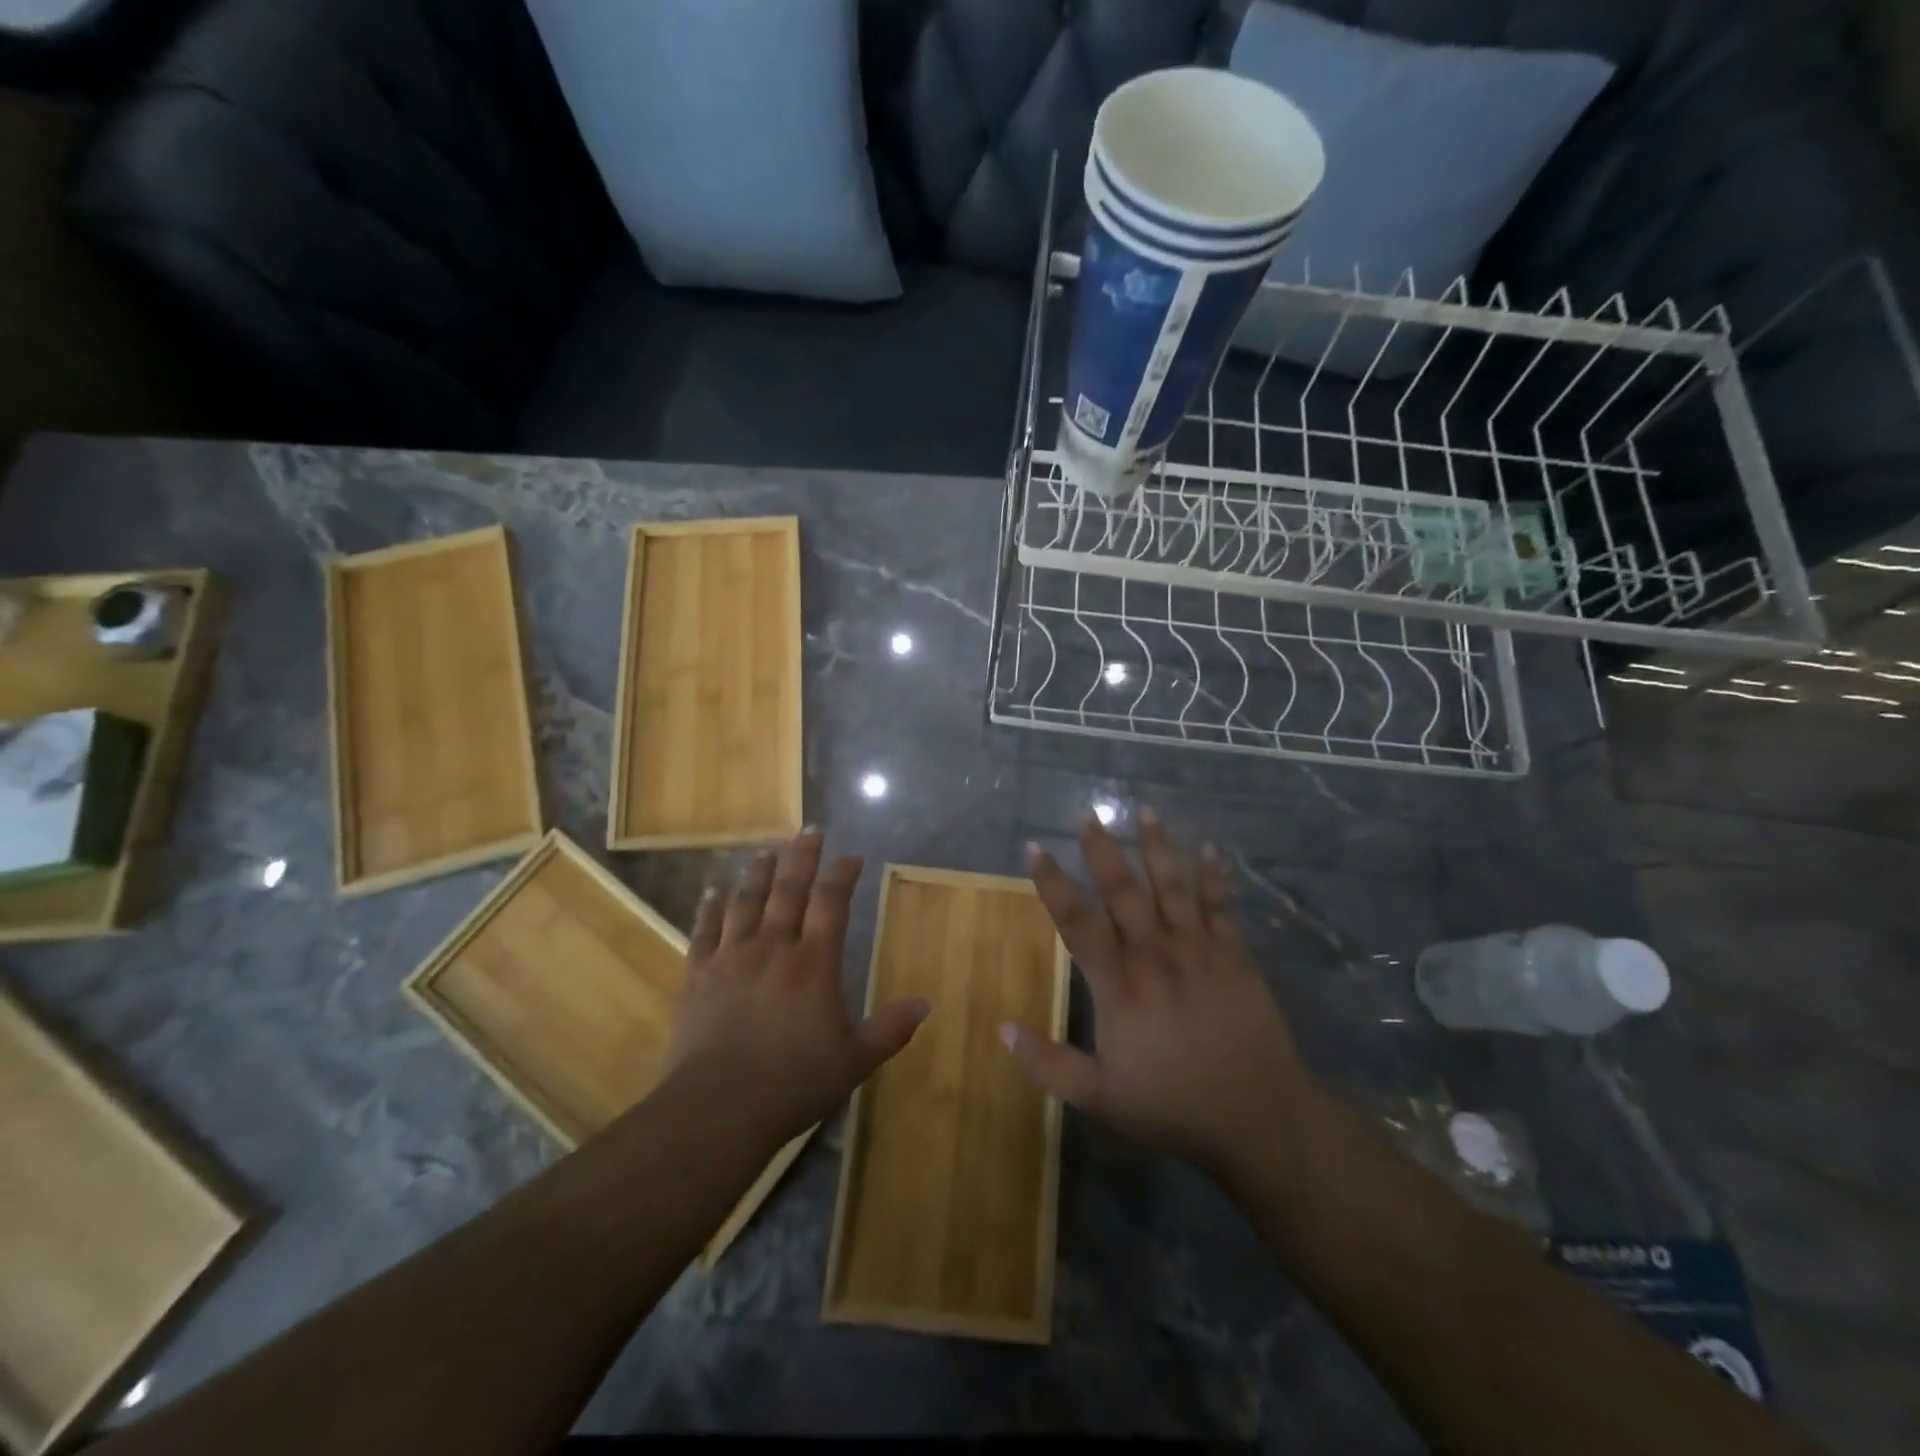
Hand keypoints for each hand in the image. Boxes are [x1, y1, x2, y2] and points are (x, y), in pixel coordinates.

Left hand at [666, 830, 929, 1146]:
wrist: (718, 1108)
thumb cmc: (794, 1083)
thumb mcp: (855, 1060)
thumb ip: (891, 1028)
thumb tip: (925, 1003)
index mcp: (814, 963)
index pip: (832, 903)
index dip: (843, 875)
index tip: (851, 857)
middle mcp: (773, 948)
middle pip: (788, 889)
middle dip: (801, 857)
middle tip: (809, 831)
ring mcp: (731, 958)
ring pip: (746, 901)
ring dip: (758, 872)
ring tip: (767, 851)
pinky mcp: (698, 975)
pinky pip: (704, 931)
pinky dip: (710, 908)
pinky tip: (713, 891)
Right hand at [1004, 811, 1311, 1183]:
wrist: (1259, 1117)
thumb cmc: (1174, 1106)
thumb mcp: (1101, 1097)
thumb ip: (1050, 1064)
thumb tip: (1003, 1030)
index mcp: (1119, 984)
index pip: (1077, 921)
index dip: (1053, 882)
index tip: (1035, 847)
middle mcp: (1154, 955)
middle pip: (1122, 891)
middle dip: (1102, 849)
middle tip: (1088, 814)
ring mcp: (1198, 950)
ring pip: (1172, 886)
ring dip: (1157, 847)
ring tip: (1146, 810)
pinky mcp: (1234, 956)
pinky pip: (1220, 906)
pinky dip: (1213, 876)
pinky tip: (1208, 848)